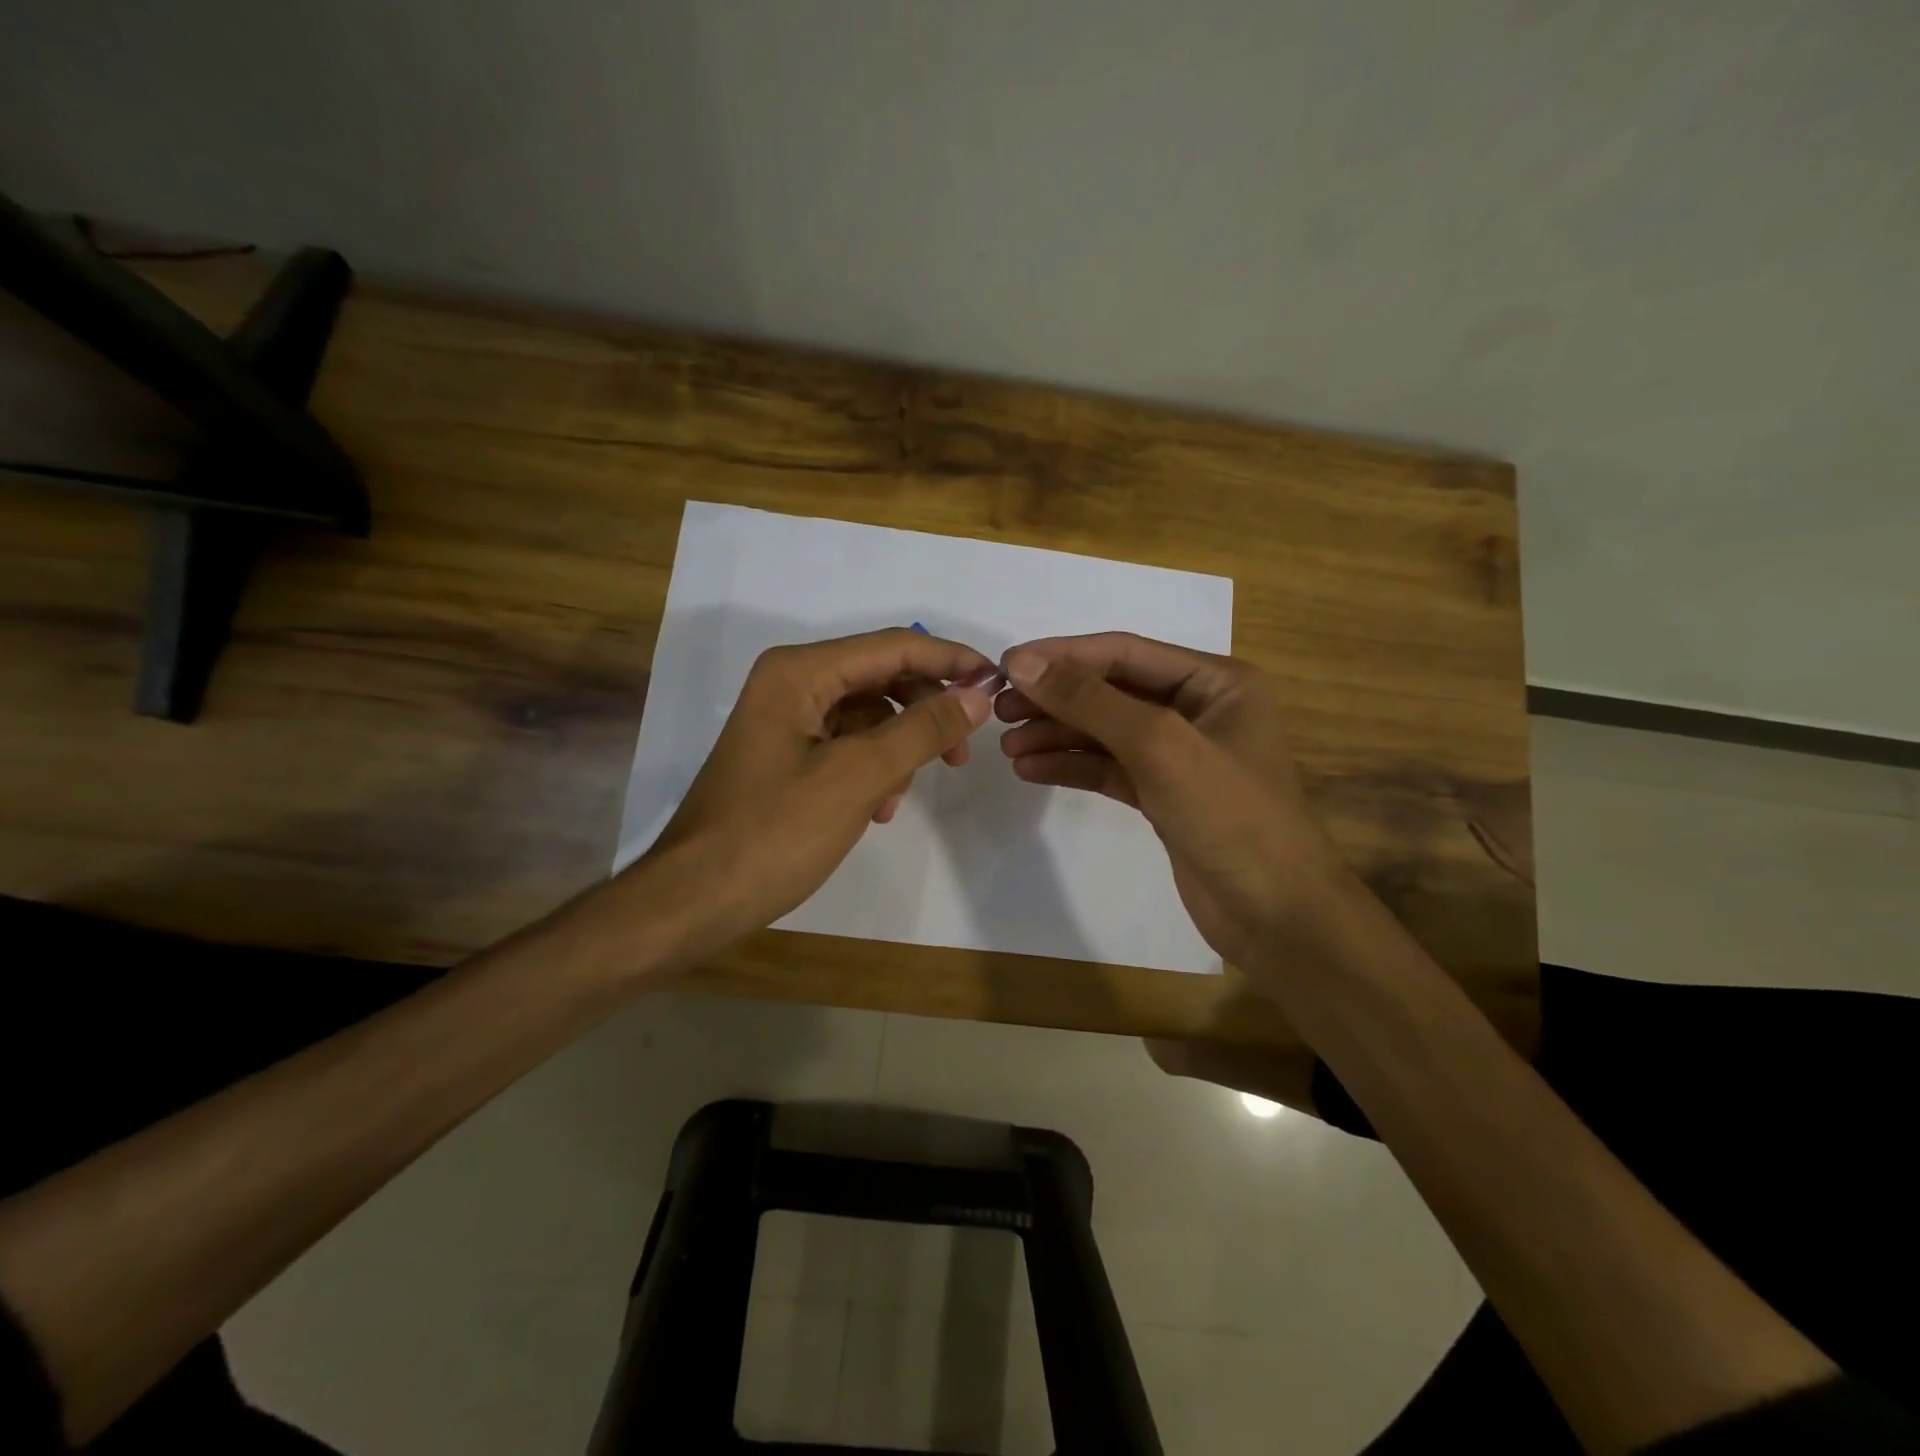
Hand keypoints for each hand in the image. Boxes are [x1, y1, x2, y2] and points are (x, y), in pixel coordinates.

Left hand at [638, 628, 1000, 952]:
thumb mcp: (858, 777)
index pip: (893, 647)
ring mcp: (786, 720)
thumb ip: (922, 730)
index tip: (999, 683)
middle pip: (881, 678)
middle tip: (964, 750)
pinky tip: (878, 809)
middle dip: (926, 710)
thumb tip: (978, 694)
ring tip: (902, 795)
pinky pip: (847, 745)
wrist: (695, 900)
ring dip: (899, 749)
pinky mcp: (787, 756)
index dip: (950, 660)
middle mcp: (791, 683)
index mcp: (800, 672)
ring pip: (868, 715)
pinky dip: (872, 770)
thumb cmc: (774, 832)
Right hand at [997, 632, 1343, 969]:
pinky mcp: (1163, 795)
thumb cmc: (1230, 815)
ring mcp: (1180, 755)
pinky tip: (1031, 769)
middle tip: (999, 712)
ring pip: (1105, 732)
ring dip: (1057, 734)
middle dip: (1055, 699)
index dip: (1063, 655)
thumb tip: (1021, 661)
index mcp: (1215, 681)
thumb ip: (1090, 700)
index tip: (1005, 665)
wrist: (1276, 916)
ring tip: (1007, 746)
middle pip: (1111, 691)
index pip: (1124, 652)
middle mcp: (1198, 709)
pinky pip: (1108, 768)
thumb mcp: (1159, 745)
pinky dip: (1071, 766)